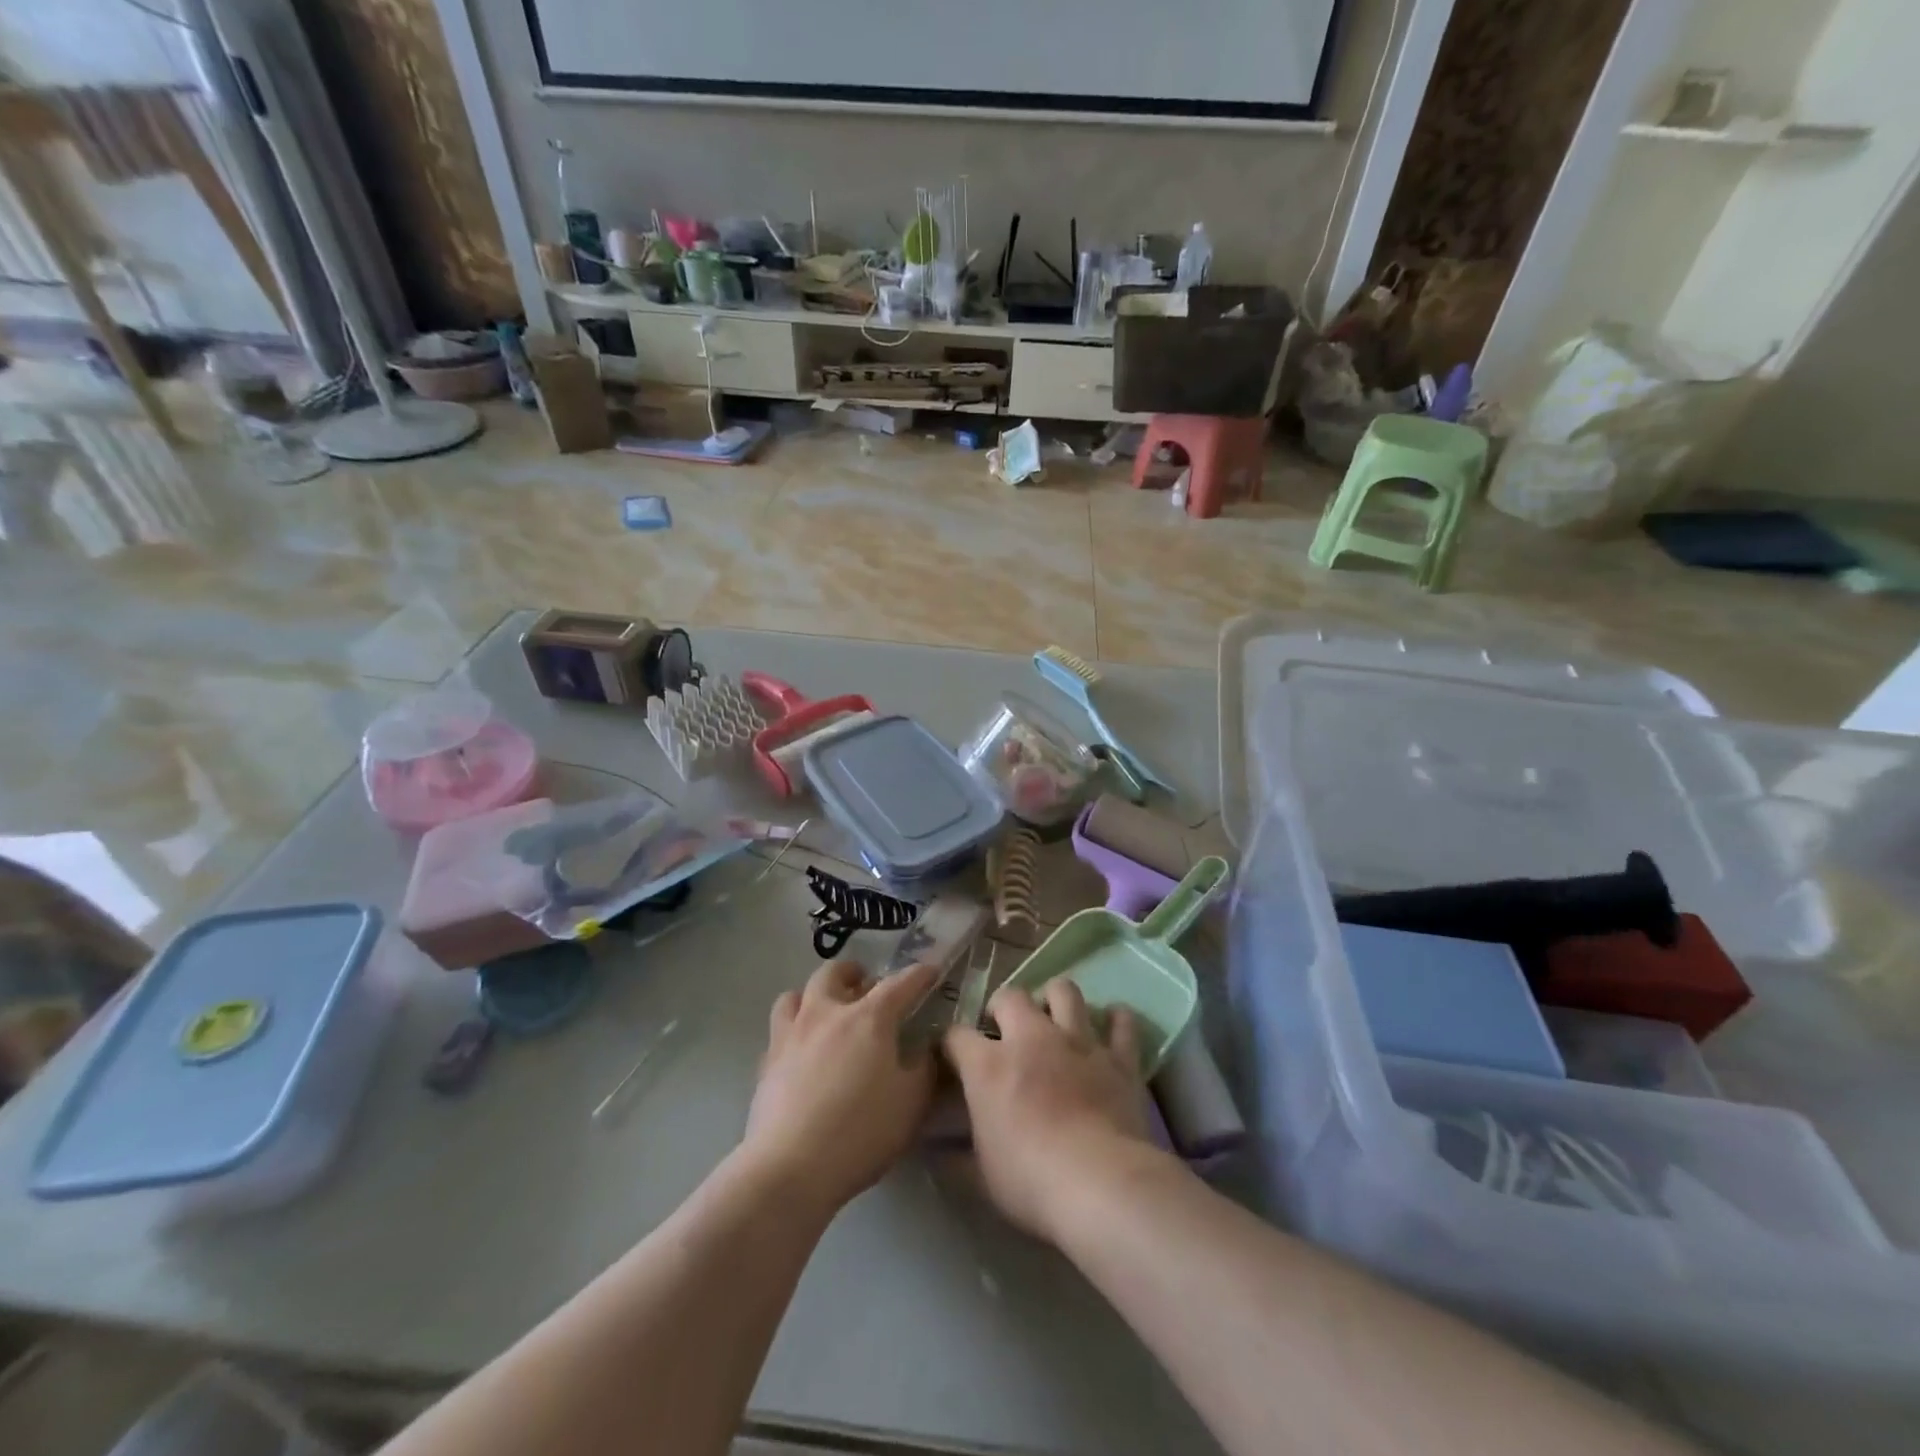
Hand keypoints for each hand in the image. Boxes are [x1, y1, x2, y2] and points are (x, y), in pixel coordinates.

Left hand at [744, 960, 939, 1215]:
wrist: (790, 1167)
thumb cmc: (861, 1131)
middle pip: (834, 973)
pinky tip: (801, 1052)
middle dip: (853, 972)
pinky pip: (779, 1031)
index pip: (899, 984)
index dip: (919, 975)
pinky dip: (793, 1031)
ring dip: (813, 995)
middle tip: (866, 984)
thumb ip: (924, 1069)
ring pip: (796, 994)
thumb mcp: (911, 1103)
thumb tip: (927, 1049)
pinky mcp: (766, 1063)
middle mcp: (826, 1013)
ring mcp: (790, 1035)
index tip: (930, 970)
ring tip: (825, 1010)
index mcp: (869, 1018)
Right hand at [943, 981, 1160, 1244]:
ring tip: (1054, 1017)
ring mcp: (1078, 1041)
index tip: (953, 1055)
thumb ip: (958, 1157)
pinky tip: (1112, 1024)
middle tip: (1005, 1030)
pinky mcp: (1117, 1057)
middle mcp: (1031, 1038)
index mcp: (988, 1065)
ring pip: (1065, 991)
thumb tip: (939, 1153)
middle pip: (1011, 996)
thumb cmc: (1030, 1181)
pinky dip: (1117, 1021)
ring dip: (1056, 999)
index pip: (956, 1035)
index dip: (951, 1042)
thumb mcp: (981, 1177)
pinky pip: (1121, 1023)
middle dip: (1003, 1007)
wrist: (1100, 1183)